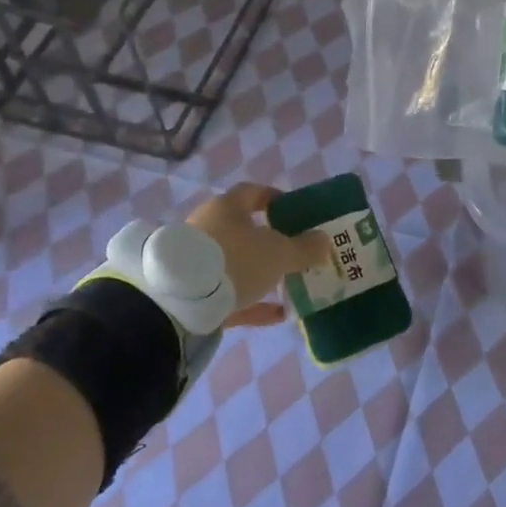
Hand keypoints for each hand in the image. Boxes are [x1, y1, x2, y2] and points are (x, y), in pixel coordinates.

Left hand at [187, 183, 332, 329]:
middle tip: (294, 251)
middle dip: (270, 240)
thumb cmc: (235, 260)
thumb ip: (305, 247)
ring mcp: (198, 261)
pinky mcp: (193, 293)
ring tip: (288, 284)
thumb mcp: (279, 253)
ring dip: (261, 273)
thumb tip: (324, 240)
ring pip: (236, 262)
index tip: (294, 210)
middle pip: (244, 230)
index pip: (253, 192)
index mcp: (227, 207)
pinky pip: (229, 294)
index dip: (275, 198)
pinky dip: (252, 301)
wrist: (181, 302)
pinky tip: (276, 314)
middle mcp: (209, 227)